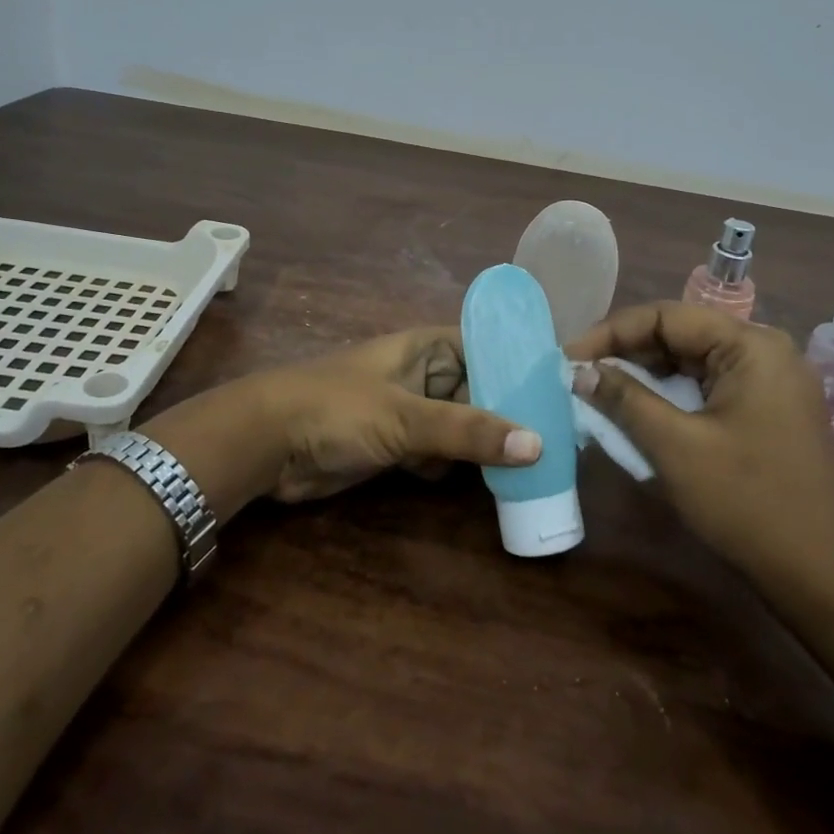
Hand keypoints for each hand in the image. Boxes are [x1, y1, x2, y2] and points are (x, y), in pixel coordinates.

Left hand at [257, 327, 541, 502]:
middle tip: (565, 442)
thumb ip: (469, 431)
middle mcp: (426, 374)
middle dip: (514, 415)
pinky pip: (442, 454)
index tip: (567, 395)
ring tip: (543, 466)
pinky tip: (495, 485)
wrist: (266, 443)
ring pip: (464, 426)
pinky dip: (461, 467)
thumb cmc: (337, 409)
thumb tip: (538, 444)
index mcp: (430, 348)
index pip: (492, 348)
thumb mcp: (406, 416)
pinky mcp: (398, 446)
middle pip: (483, 391)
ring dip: (490, 446)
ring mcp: (411, 412)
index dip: (526, 368)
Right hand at [565, 302, 833, 599]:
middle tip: (580, 374)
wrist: (819, 574)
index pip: (667, 317)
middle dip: (627, 352)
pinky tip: (639, 411)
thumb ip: (624, 399)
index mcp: (751, 346)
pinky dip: (670, 395)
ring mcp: (771, 382)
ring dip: (645, 375)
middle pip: (681, 334)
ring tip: (600, 390)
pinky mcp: (768, 410)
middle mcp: (765, 352)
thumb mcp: (675, 447)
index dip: (611, 332)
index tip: (569, 357)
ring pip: (692, 362)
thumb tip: (580, 372)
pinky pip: (708, 387)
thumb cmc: (746, 502)